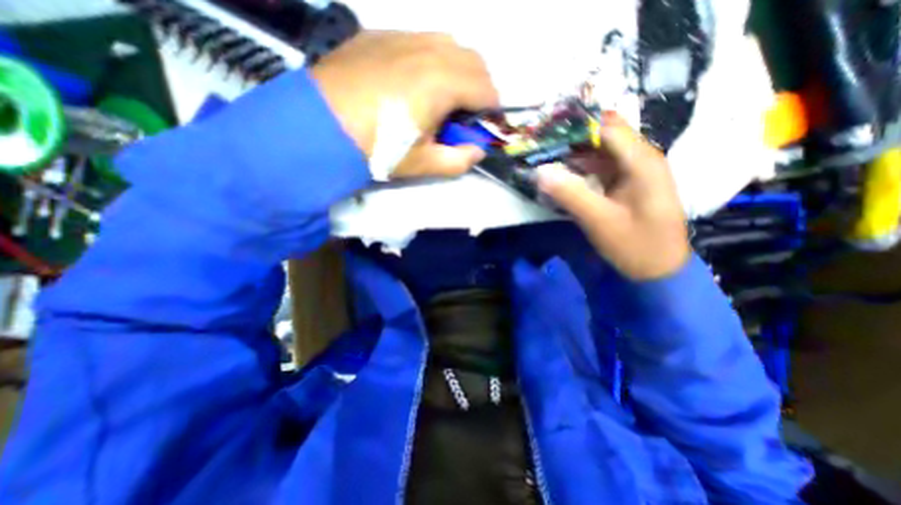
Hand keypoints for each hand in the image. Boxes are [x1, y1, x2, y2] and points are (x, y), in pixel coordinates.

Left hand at [315, 30, 499, 177]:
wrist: (320, 127)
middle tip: (465, 113)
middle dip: (480, 87)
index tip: (483, 125)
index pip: (486, 89)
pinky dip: (433, 58)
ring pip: (450, 44)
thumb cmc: (377, 148)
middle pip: (474, 61)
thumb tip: (477, 151)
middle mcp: (428, 50)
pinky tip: (415, 80)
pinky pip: (421, 38)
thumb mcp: (421, 164)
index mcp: (442, 83)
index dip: (491, 110)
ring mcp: (403, 36)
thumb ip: (457, 161)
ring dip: (458, 69)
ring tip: (443, 96)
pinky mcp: (381, 35)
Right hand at [533, 112, 691, 279]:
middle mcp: (640, 158)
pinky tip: (563, 174)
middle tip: (541, 146)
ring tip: (546, 157)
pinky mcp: (626, 183)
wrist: (659, 269)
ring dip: (574, 153)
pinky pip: (601, 167)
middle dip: (572, 138)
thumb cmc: (635, 245)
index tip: (546, 132)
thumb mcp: (599, 221)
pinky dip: (581, 168)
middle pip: (603, 135)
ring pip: (600, 151)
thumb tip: (539, 172)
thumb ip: (570, 194)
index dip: (576, 126)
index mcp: (641, 161)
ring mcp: (633, 171)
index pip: (606, 127)